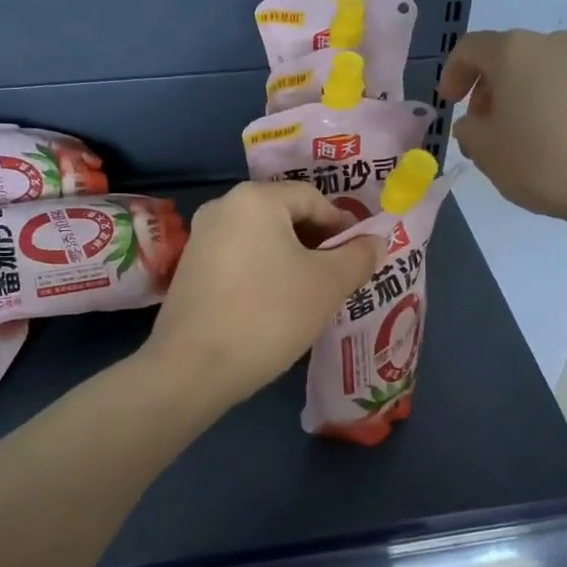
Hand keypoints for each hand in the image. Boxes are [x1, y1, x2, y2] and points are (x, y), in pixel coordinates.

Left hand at [144, 182, 384, 405]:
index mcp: (255, 199)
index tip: (360, 256)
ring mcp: (200, 238)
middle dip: (317, 243)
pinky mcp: (189, 269)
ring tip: (311, 294)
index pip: (313, 198)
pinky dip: (264, 272)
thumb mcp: (327, 285)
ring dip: (292, 260)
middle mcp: (222, 207)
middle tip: (339, 276)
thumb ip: (358, 257)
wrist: (194, 367)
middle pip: (284, 215)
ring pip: (262, 239)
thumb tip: (376, 241)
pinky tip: (275, 305)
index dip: (343, 225)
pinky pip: (239, 258)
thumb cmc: (269, 315)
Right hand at [438, 29, 566, 232]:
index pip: (470, 48)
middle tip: (482, 125)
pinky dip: (550, 103)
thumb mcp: (486, 151)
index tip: (450, 104)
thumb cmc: (543, 161)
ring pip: (539, 71)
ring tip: (519, 136)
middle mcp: (553, 43)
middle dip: (488, 88)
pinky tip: (553, 139)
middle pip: (507, 57)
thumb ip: (468, 130)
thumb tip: (476, 122)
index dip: (452, 74)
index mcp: (514, 51)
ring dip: (520, 96)